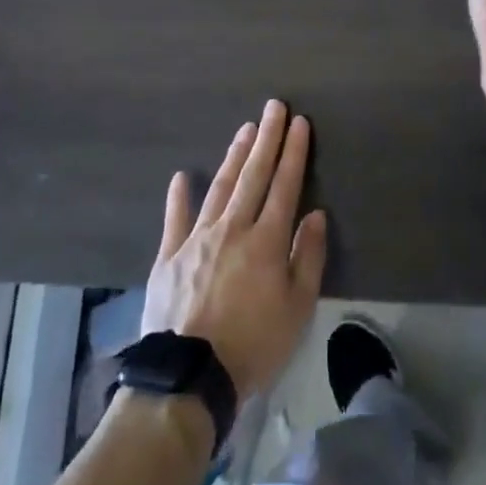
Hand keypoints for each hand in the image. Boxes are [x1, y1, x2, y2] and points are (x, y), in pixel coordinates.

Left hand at [142, 99, 327, 397]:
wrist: (190, 377)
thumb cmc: (254, 345)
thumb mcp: (298, 309)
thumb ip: (309, 257)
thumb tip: (315, 215)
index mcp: (267, 240)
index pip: (285, 184)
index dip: (293, 152)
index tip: (299, 123)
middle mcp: (233, 228)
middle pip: (253, 175)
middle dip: (267, 138)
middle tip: (274, 106)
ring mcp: (197, 239)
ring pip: (220, 187)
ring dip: (235, 156)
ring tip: (245, 129)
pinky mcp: (169, 256)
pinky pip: (175, 219)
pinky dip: (179, 196)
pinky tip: (182, 176)